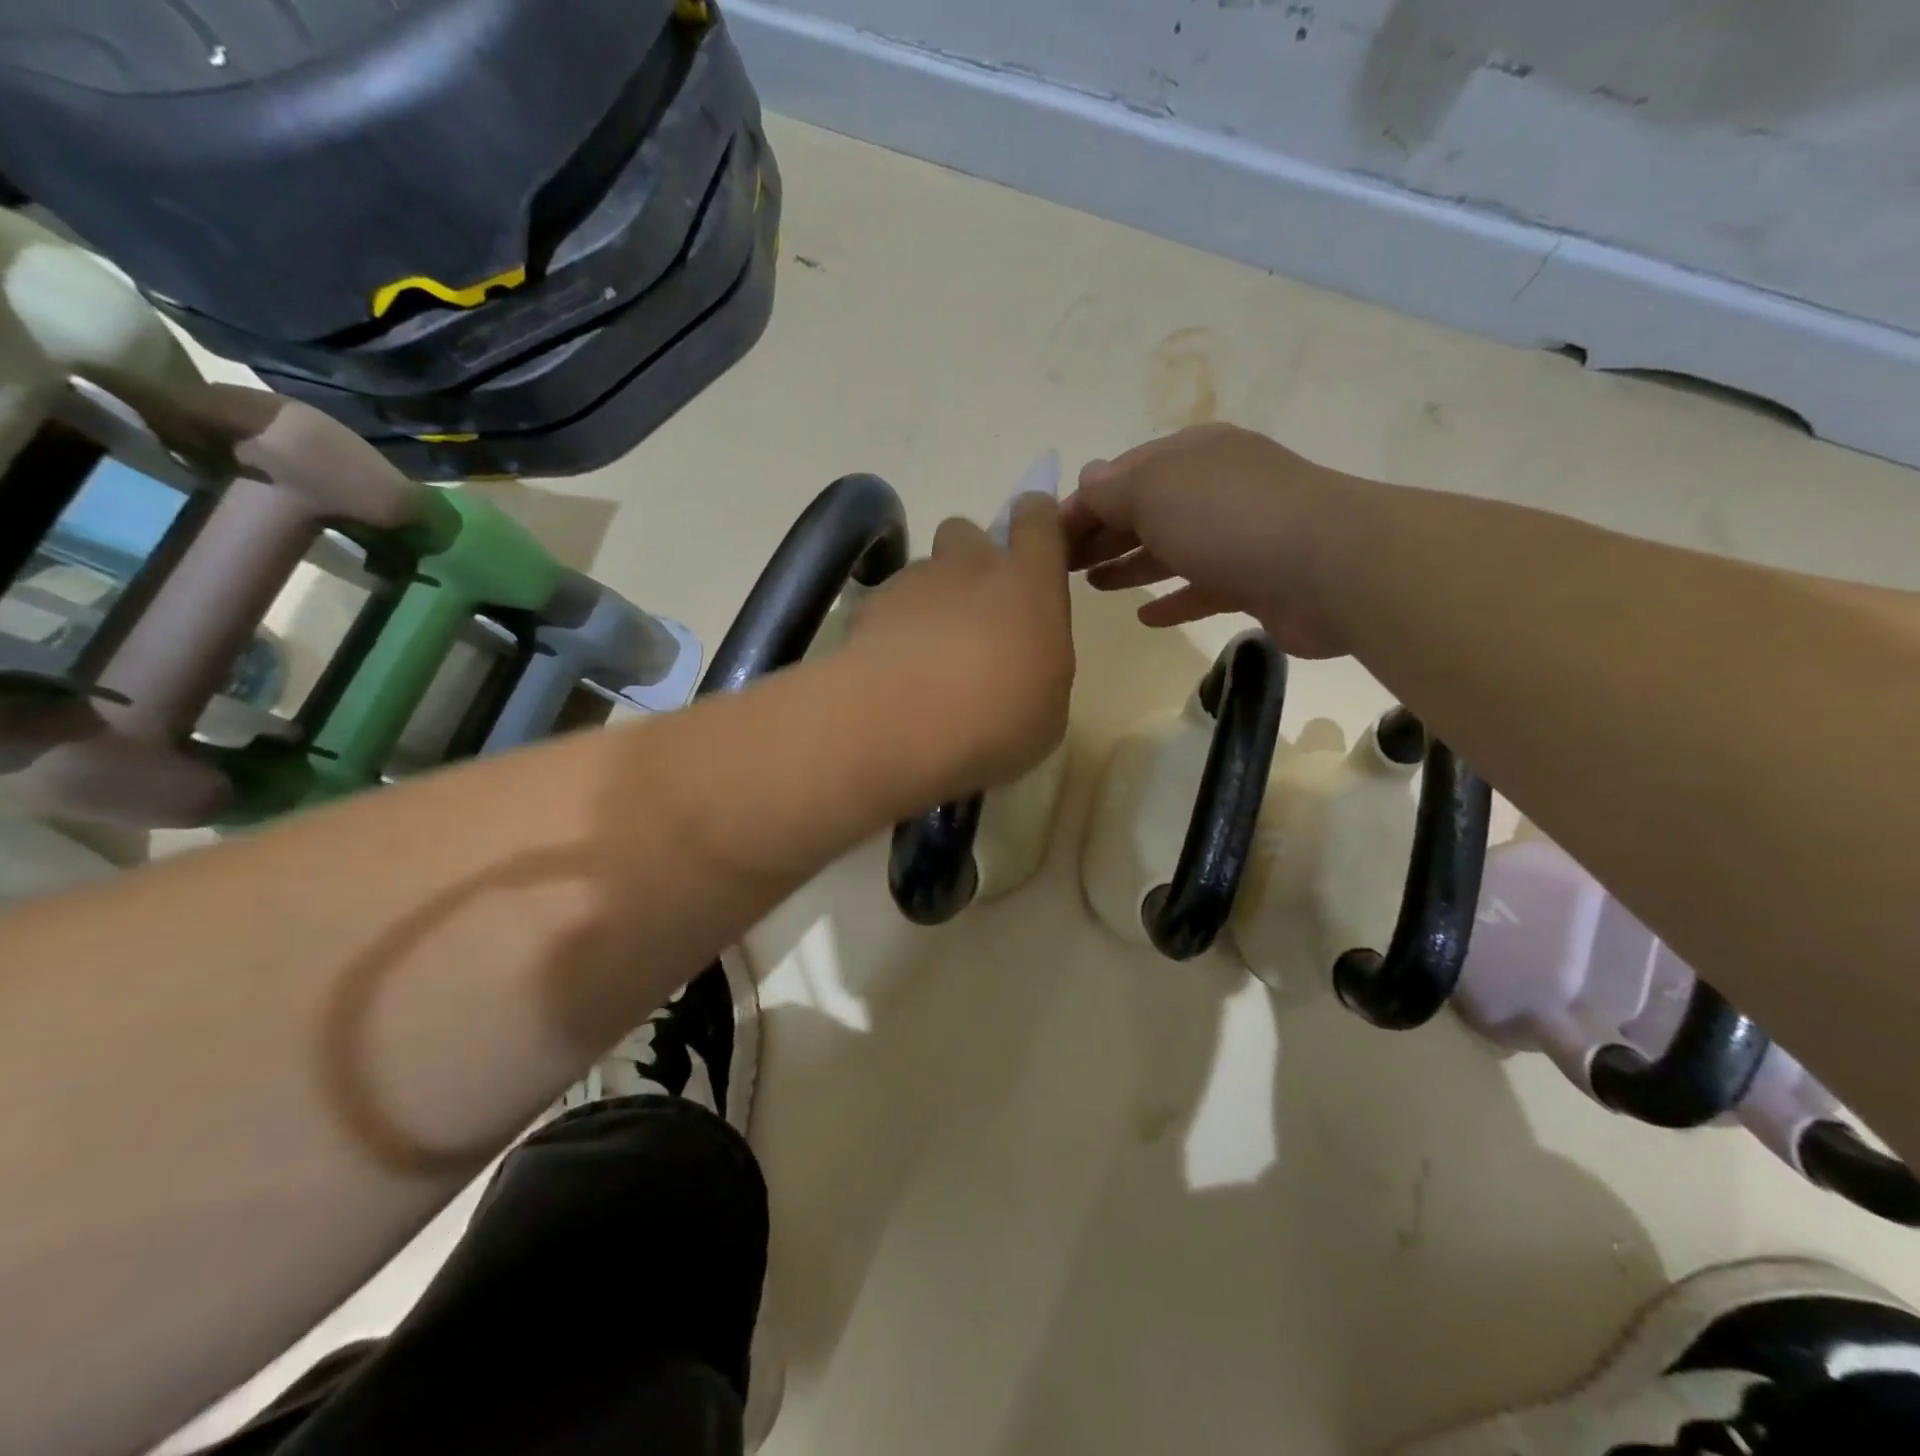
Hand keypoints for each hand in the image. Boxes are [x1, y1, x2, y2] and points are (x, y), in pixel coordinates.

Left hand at [845, 496, 1073, 792]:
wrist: (903, 725)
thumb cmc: (998, 721)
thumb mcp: (1047, 708)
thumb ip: (1038, 665)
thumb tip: (1022, 663)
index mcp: (1029, 584)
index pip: (1036, 519)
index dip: (1034, 523)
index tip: (1031, 548)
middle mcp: (970, 566)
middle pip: (965, 532)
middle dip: (967, 561)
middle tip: (970, 615)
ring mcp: (913, 582)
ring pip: (922, 573)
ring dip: (927, 602)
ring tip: (923, 659)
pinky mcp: (867, 606)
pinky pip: (884, 606)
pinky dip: (889, 630)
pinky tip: (889, 674)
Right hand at [1063, 423, 1366, 658]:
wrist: (1329, 567)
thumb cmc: (1228, 518)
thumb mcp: (1154, 490)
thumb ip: (1112, 490)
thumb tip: (1085, 479)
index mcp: (1189, 456)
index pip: (1120, 476)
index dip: (1080, 506)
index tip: (1044, 541)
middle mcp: (1212, 490)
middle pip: (1142, 512)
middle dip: (1100, 535)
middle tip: (1061, 568)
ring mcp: (1235, 536)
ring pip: (1168, 550)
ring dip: (1129, 564)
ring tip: (1093, 586)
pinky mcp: (1253, 581)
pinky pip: (1200, 589)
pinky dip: (1171, 600)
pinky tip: (1145, 617)